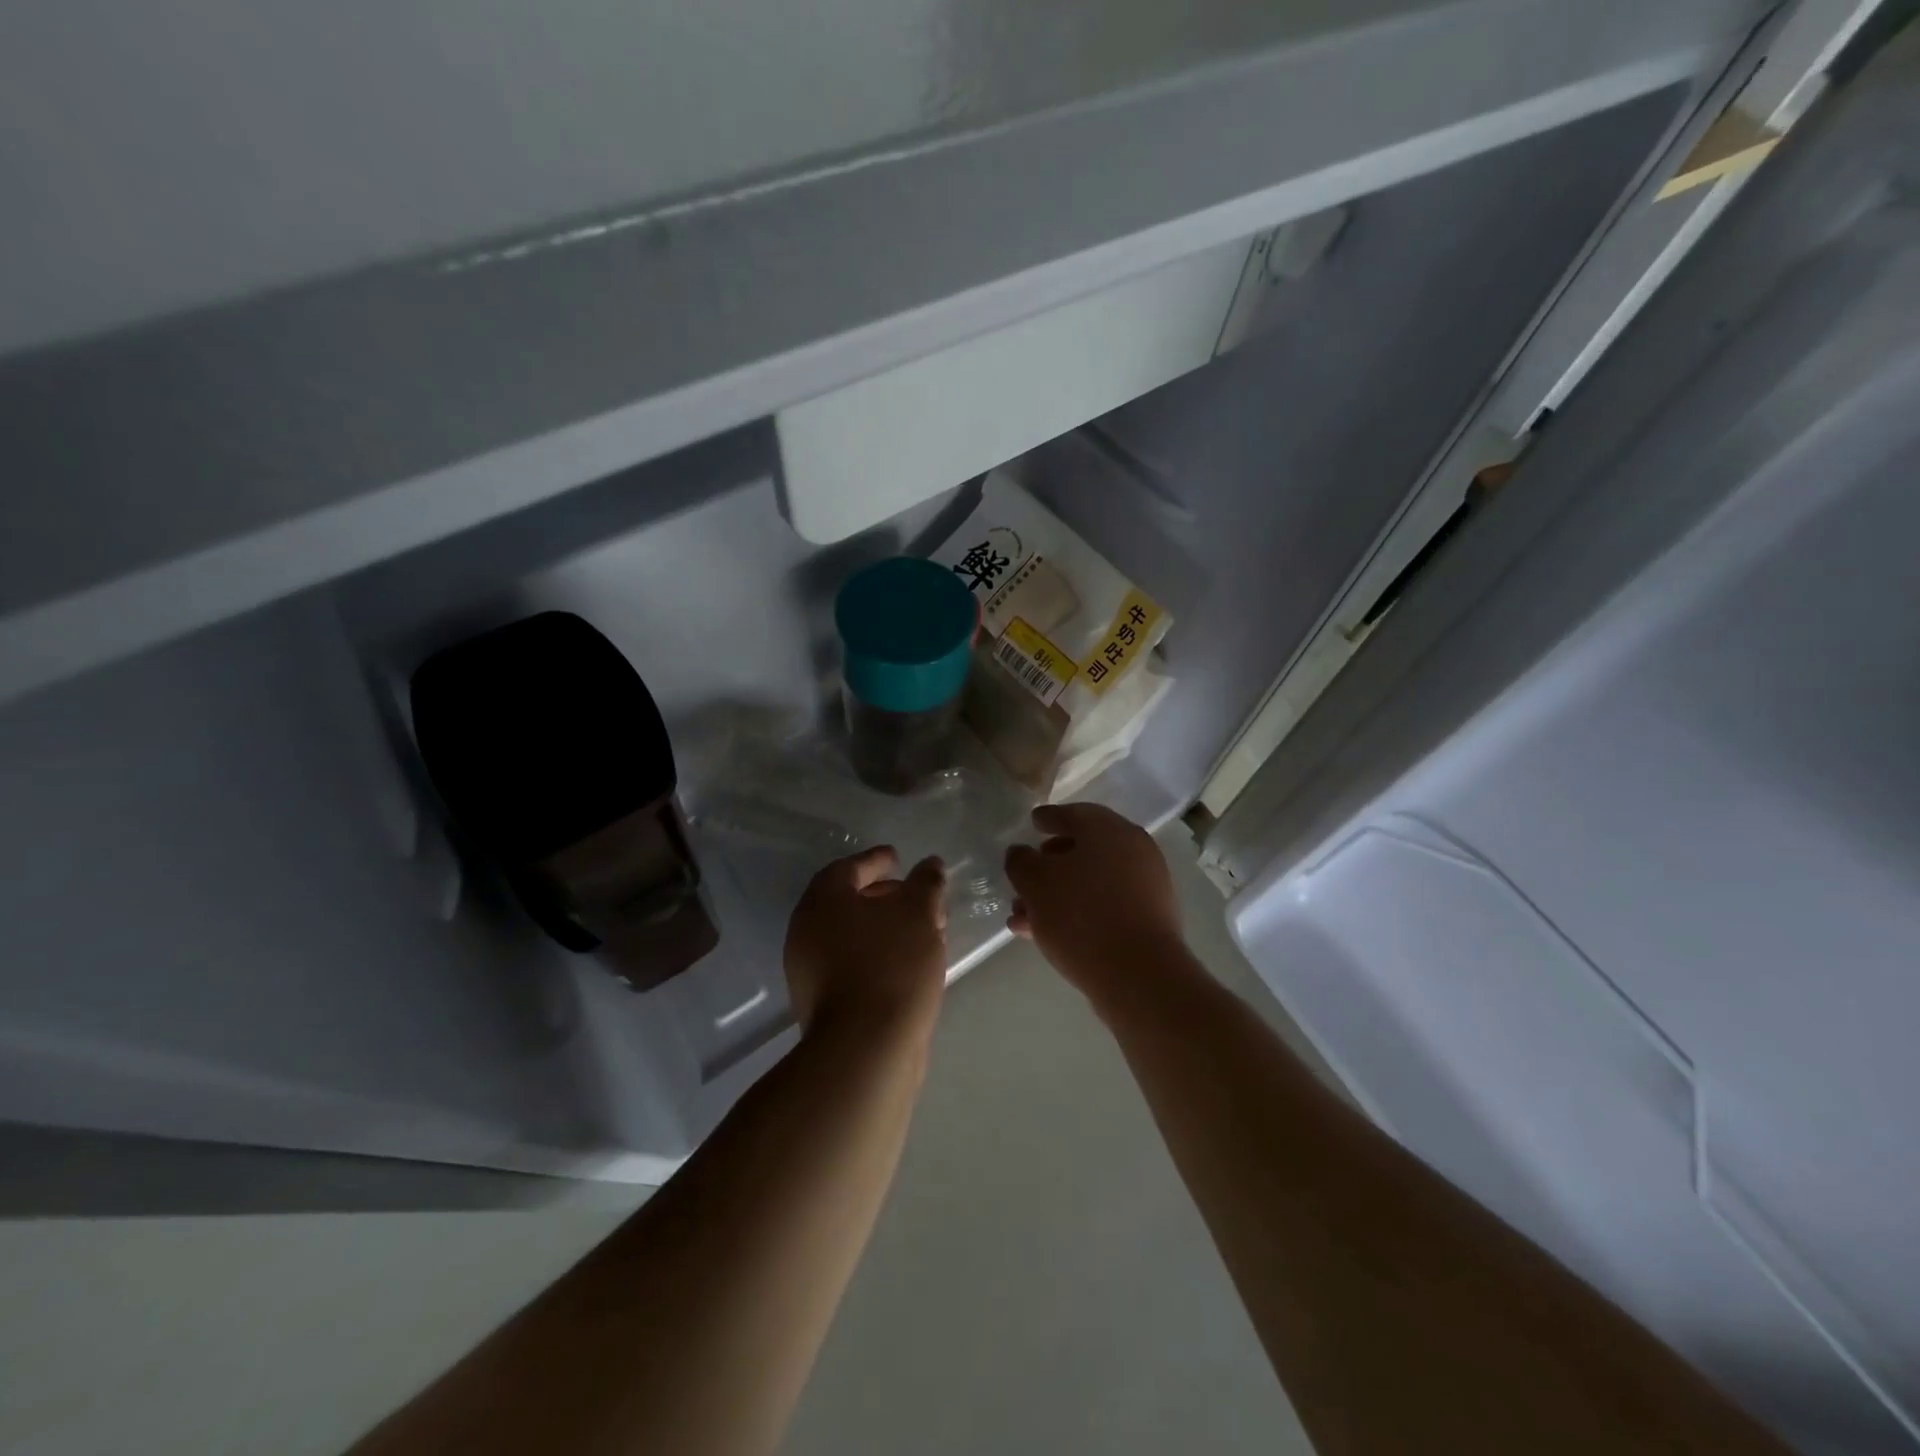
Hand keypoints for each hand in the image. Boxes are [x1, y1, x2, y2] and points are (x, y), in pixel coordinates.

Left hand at [785, 846, 947, 1035]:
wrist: (865, 1048)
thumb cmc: (891, 965)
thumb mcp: (918, 914)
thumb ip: (925, 883)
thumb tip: (930, 864)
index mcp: (822, 901)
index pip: (848, 868)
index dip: (876, 860)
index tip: (898, 858)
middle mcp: (806, 931)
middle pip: (847, 901)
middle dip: (884, 895)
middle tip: (915, 896)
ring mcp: (809, 970)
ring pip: (851, 935)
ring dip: (884, 927)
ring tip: (921, 931)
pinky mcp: (821, 1002)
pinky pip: (851, 962)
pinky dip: (877, 953)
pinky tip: (907, 963)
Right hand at [1004, 804, 1185, 999]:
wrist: (1138, 974)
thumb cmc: (1081, 915)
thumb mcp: (1035, 883)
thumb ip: (1021, 862)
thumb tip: (1021, 854)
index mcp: (1109, 829)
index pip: (1073, 813)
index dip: (1048, 818)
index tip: (1032, 822)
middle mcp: (1133, 849)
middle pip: (1083, 850)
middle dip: (1048, 865)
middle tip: (1023, 880)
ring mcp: (1146, 885)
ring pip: (1091, 882)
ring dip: (1057, 895)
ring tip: (1024, 917)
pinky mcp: (1149, 919)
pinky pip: (1105, 906)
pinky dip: (1078, 912)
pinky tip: (1047, 935)